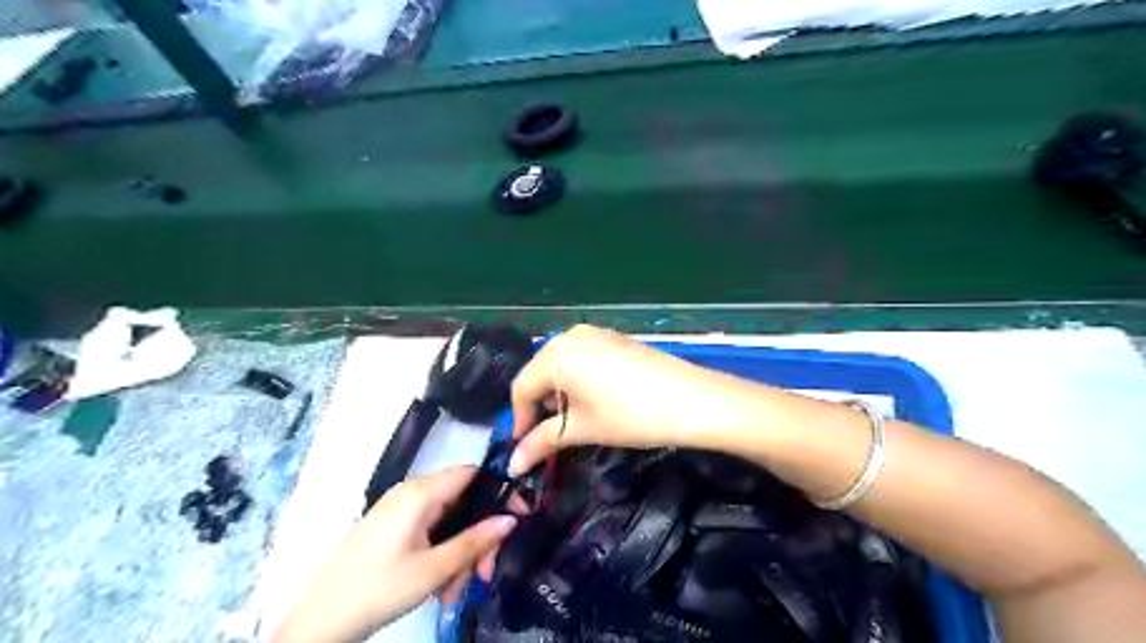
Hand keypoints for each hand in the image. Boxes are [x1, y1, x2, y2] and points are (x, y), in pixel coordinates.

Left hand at [271, 466, 515, 642]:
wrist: (319, 622)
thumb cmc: (379, 589)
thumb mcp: (434, 569)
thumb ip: (475, 540)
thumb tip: (512, 519)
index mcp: (421, 493)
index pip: (473, 473)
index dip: (499, 491)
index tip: (517, 517)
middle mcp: (411, 493)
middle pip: (461, 502)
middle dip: (477, 536)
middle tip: (483, 573)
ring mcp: (398, 510)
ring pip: (446, 521)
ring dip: (459, 552)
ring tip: (456, 590)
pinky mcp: (390, 528)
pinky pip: (428, 530)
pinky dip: (441, 553)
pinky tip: (440, 586)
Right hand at [509, 323, 712, 474]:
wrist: (691, 399)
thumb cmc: (630, 415)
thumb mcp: (583, 428)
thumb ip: (542, 442)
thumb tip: (513, 464)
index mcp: (556, 354)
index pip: (522, 387)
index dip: (520, 419)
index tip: (524, 447)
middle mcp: (570, 336)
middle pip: (540, 372)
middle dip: (539, 405)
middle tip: (547, 435)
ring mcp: (594, 333)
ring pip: (561, 364)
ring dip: (559, 392)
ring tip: (572, 420)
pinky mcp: (613, 338)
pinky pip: (581, 358)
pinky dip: (577, 379)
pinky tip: (593, 400)